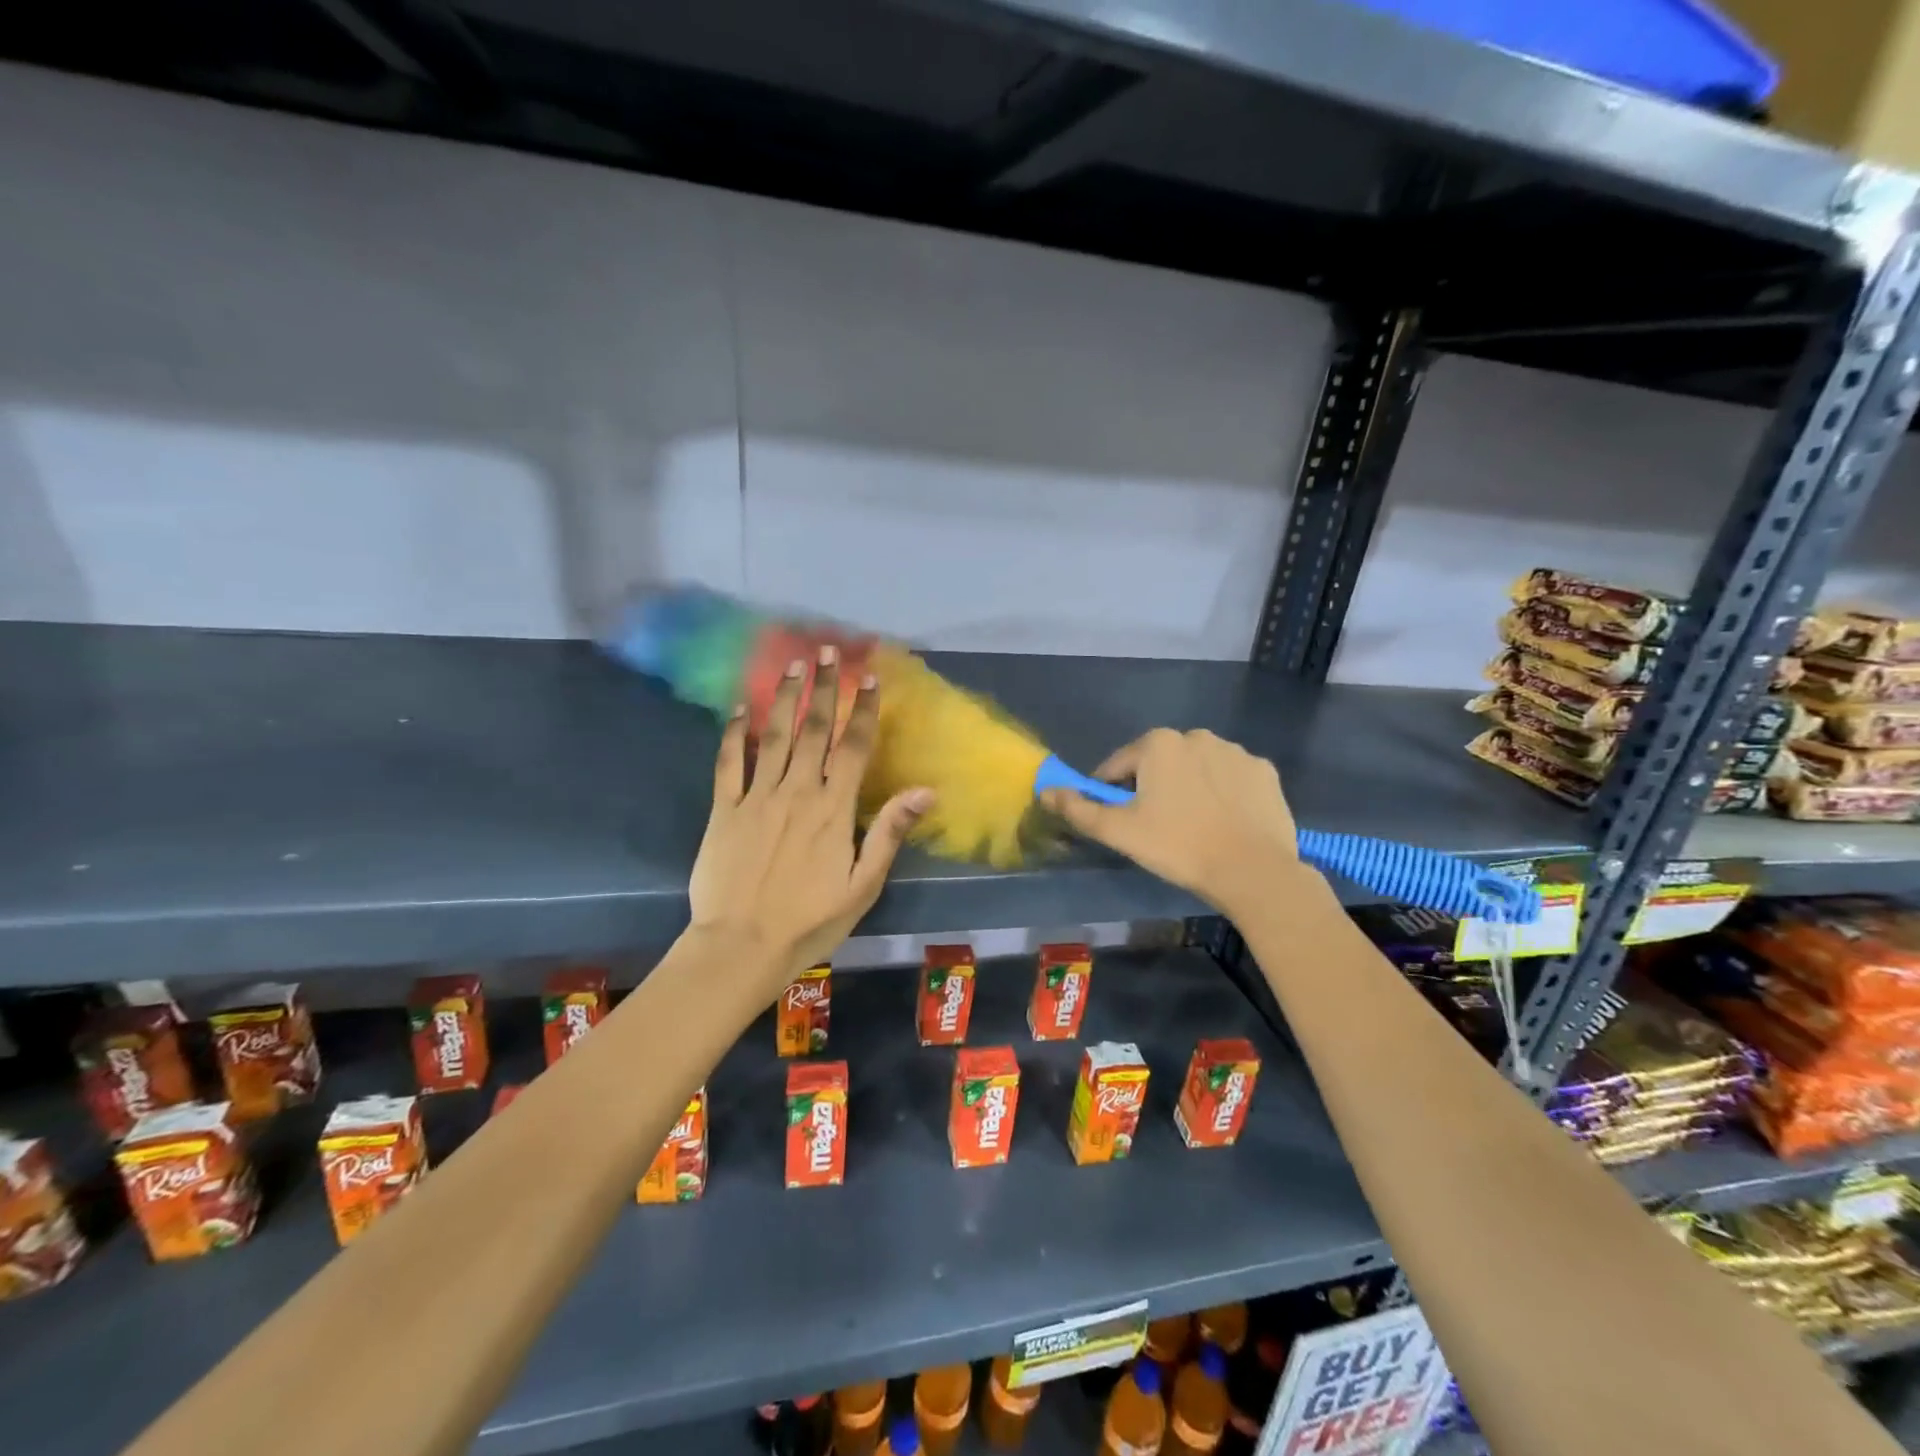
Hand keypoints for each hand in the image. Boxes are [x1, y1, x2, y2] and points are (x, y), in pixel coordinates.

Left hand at [688, 645, 932, 992]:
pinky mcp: (722, 810)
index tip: (870, 678)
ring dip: (784, 697)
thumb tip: (927, 791)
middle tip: (828, 652)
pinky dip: (732, 734)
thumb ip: (890, 832)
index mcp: (833, 809)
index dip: (864, 710)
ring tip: (792, 665)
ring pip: (773, 736)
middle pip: (814, 729)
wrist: (741, 946)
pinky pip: (728, 763)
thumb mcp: (863, 885)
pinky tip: (738, 709)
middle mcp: (796, 791)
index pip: (854, 747)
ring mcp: (755, 797)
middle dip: (824, 687)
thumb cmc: (810, 921)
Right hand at [1039, 728, 1301, 915]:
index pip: (1117, 766)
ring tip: (1191, 827)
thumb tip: (1045, 791)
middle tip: (1154, 828)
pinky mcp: (1264, 771)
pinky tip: (1223, 822)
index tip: (1117, 821)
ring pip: (1195, 768)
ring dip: (1186, 788)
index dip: (1110, 793)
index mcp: (1158, 743)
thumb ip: (1079, 809)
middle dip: (1150, 788)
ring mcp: (1235, 751)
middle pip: (1158, 763)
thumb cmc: (1177, 846)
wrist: (1252, 870)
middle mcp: (1196, 735)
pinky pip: (1230, 778)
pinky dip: (1222, 794)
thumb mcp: (1119, 831)